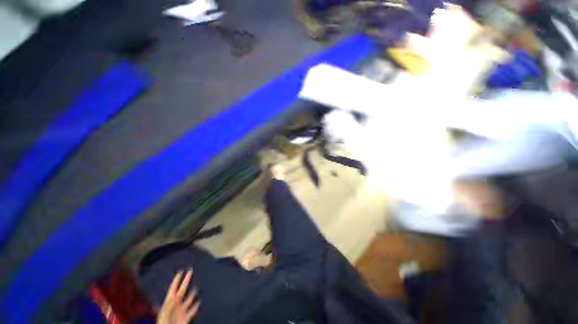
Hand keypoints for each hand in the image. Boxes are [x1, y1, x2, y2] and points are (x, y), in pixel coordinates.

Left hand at [157, 269, 199, 323]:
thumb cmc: (164, 323)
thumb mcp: (164, 313)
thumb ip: (169, 305)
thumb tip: (175, 295)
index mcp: (169, 302)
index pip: (173, 288)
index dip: (176, 280)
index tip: (180, 271)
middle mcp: (176, 304)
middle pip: (182, 290)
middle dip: (186, 280)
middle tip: (190, 271)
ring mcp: (181, 311)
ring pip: (189, 299)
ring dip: (193, 293)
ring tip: (197, 286)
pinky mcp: (186, 317)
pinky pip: (192, 310)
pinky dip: (196, 306)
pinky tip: (199, 301)